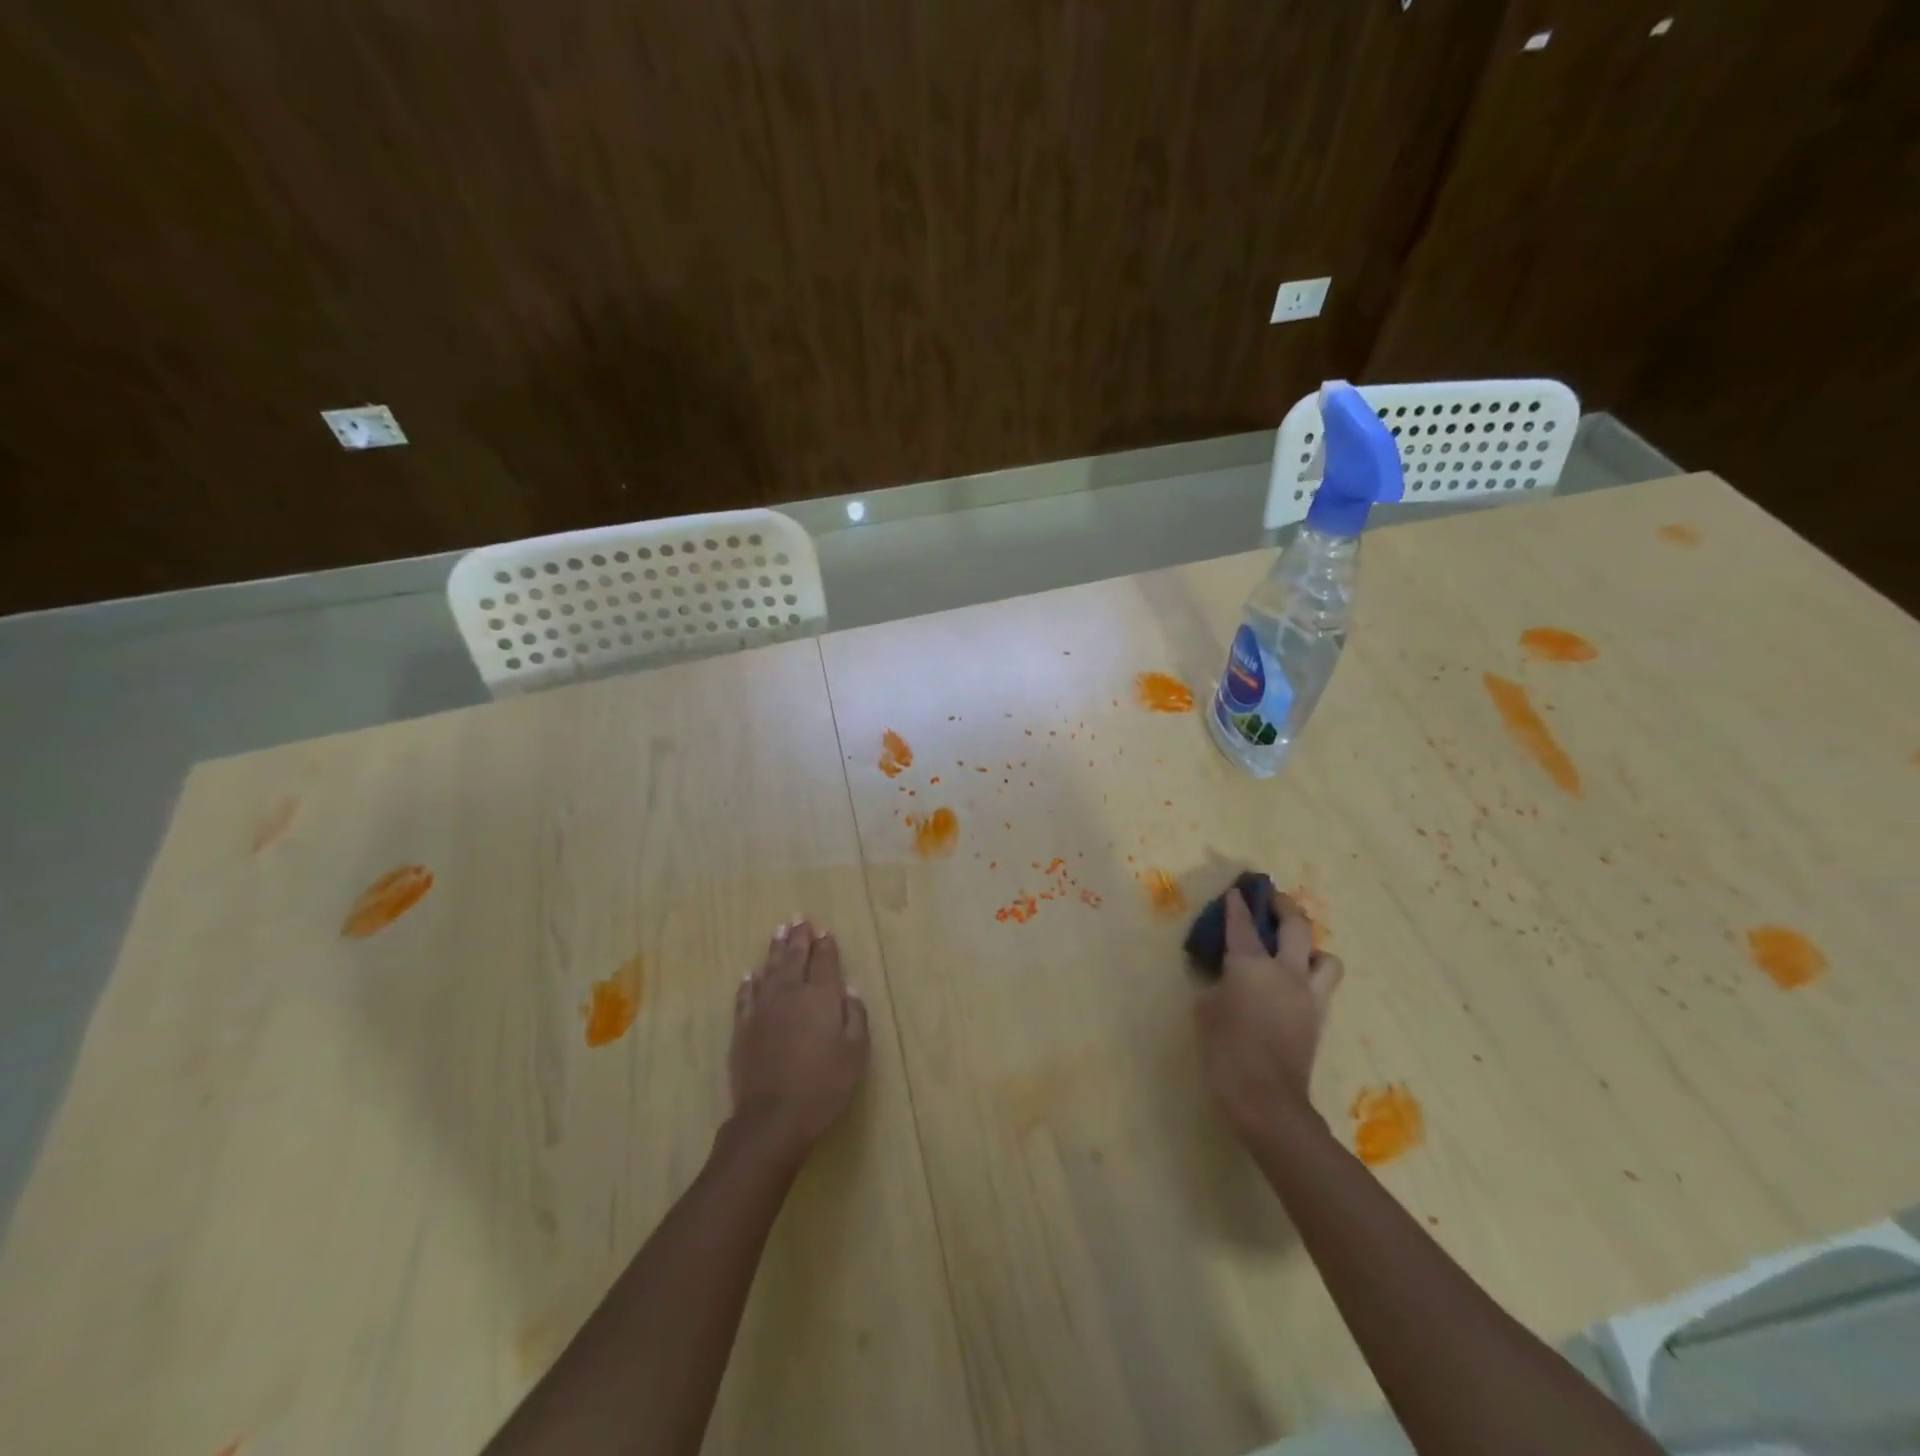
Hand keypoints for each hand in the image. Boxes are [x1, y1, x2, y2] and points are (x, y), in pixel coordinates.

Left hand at [729, 918, 870, 1161]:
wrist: (774, 1117)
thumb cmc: (824, 1085)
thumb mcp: (855, 1052)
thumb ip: (854, 1015)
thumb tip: (847, 988)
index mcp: (822, 996)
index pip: (825, 961)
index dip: (826, 945)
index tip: (825, 932)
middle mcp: (791, 993)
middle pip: (795, 957)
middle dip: (799, 937)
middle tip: (799, 919)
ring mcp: (763, 1008)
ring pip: (769, 970)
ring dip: (775, 949)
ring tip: (778, 932)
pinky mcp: (743, 1027)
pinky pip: (746, 995)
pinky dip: (749, 982)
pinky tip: (751, 975)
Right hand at [1194, 888, 1342, 1138]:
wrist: (1267, 1102)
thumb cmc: (1226, 1053)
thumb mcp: (1205, 1014)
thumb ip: (1216, 988)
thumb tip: (1224, 981)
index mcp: (1252, 966)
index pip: (1243, 926)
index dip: (1238, 906)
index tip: (1237, 891)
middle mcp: (1286, 972)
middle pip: (1296, 927)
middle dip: (1284, 907)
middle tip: (1272, 899)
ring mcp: (1308, 996)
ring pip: (1325, 956)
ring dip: (1311, 946)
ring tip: (1294, 949)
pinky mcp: (1318, 1019)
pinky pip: (1323, 985)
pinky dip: (1312, 975)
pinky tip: (1293, 983)